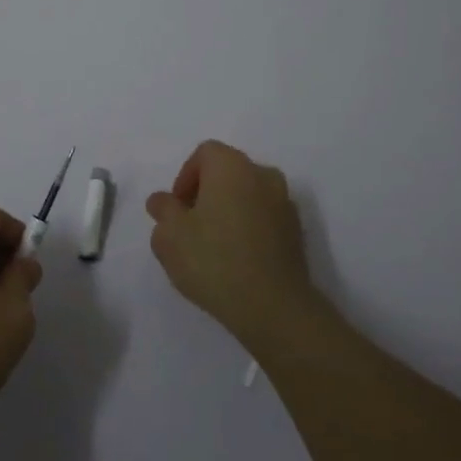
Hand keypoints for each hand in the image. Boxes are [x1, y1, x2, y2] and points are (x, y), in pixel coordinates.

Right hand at [146, 140, 318, 350]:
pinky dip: (249, 228)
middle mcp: (263, 174)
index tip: (177, 209)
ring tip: (214, 245)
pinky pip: (265, 217)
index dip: (185, 177)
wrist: (273, 307)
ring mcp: (285, 203)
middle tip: (191, 225)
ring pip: (248, 195)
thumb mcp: (170, 236)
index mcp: (232, 166)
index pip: (205, 154)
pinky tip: (237, 258)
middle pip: (228, 171)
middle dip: (206, 193)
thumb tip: (163, 200)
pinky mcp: (297, 232)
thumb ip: (163, 210)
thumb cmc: (214, 261)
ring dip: (230, 210)